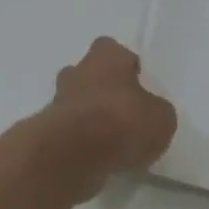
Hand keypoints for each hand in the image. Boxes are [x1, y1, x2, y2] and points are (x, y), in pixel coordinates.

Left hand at [38, 38, 177, 201]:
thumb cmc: (123, 121)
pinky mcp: (47, 131)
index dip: (124, 66)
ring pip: (76, 103)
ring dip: (89, 117)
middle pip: (89, 74)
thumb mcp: (161, 118)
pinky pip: (68, 131)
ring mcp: (57, 100)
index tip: (136, 84)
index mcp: (106, 57)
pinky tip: (97, 158)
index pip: (113, 50)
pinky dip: (80, 141)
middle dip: (102, 90)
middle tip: (122, 114)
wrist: (75, 153)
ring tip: (111, 142)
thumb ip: (155, 111)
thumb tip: (150, 114)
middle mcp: (77, 72)